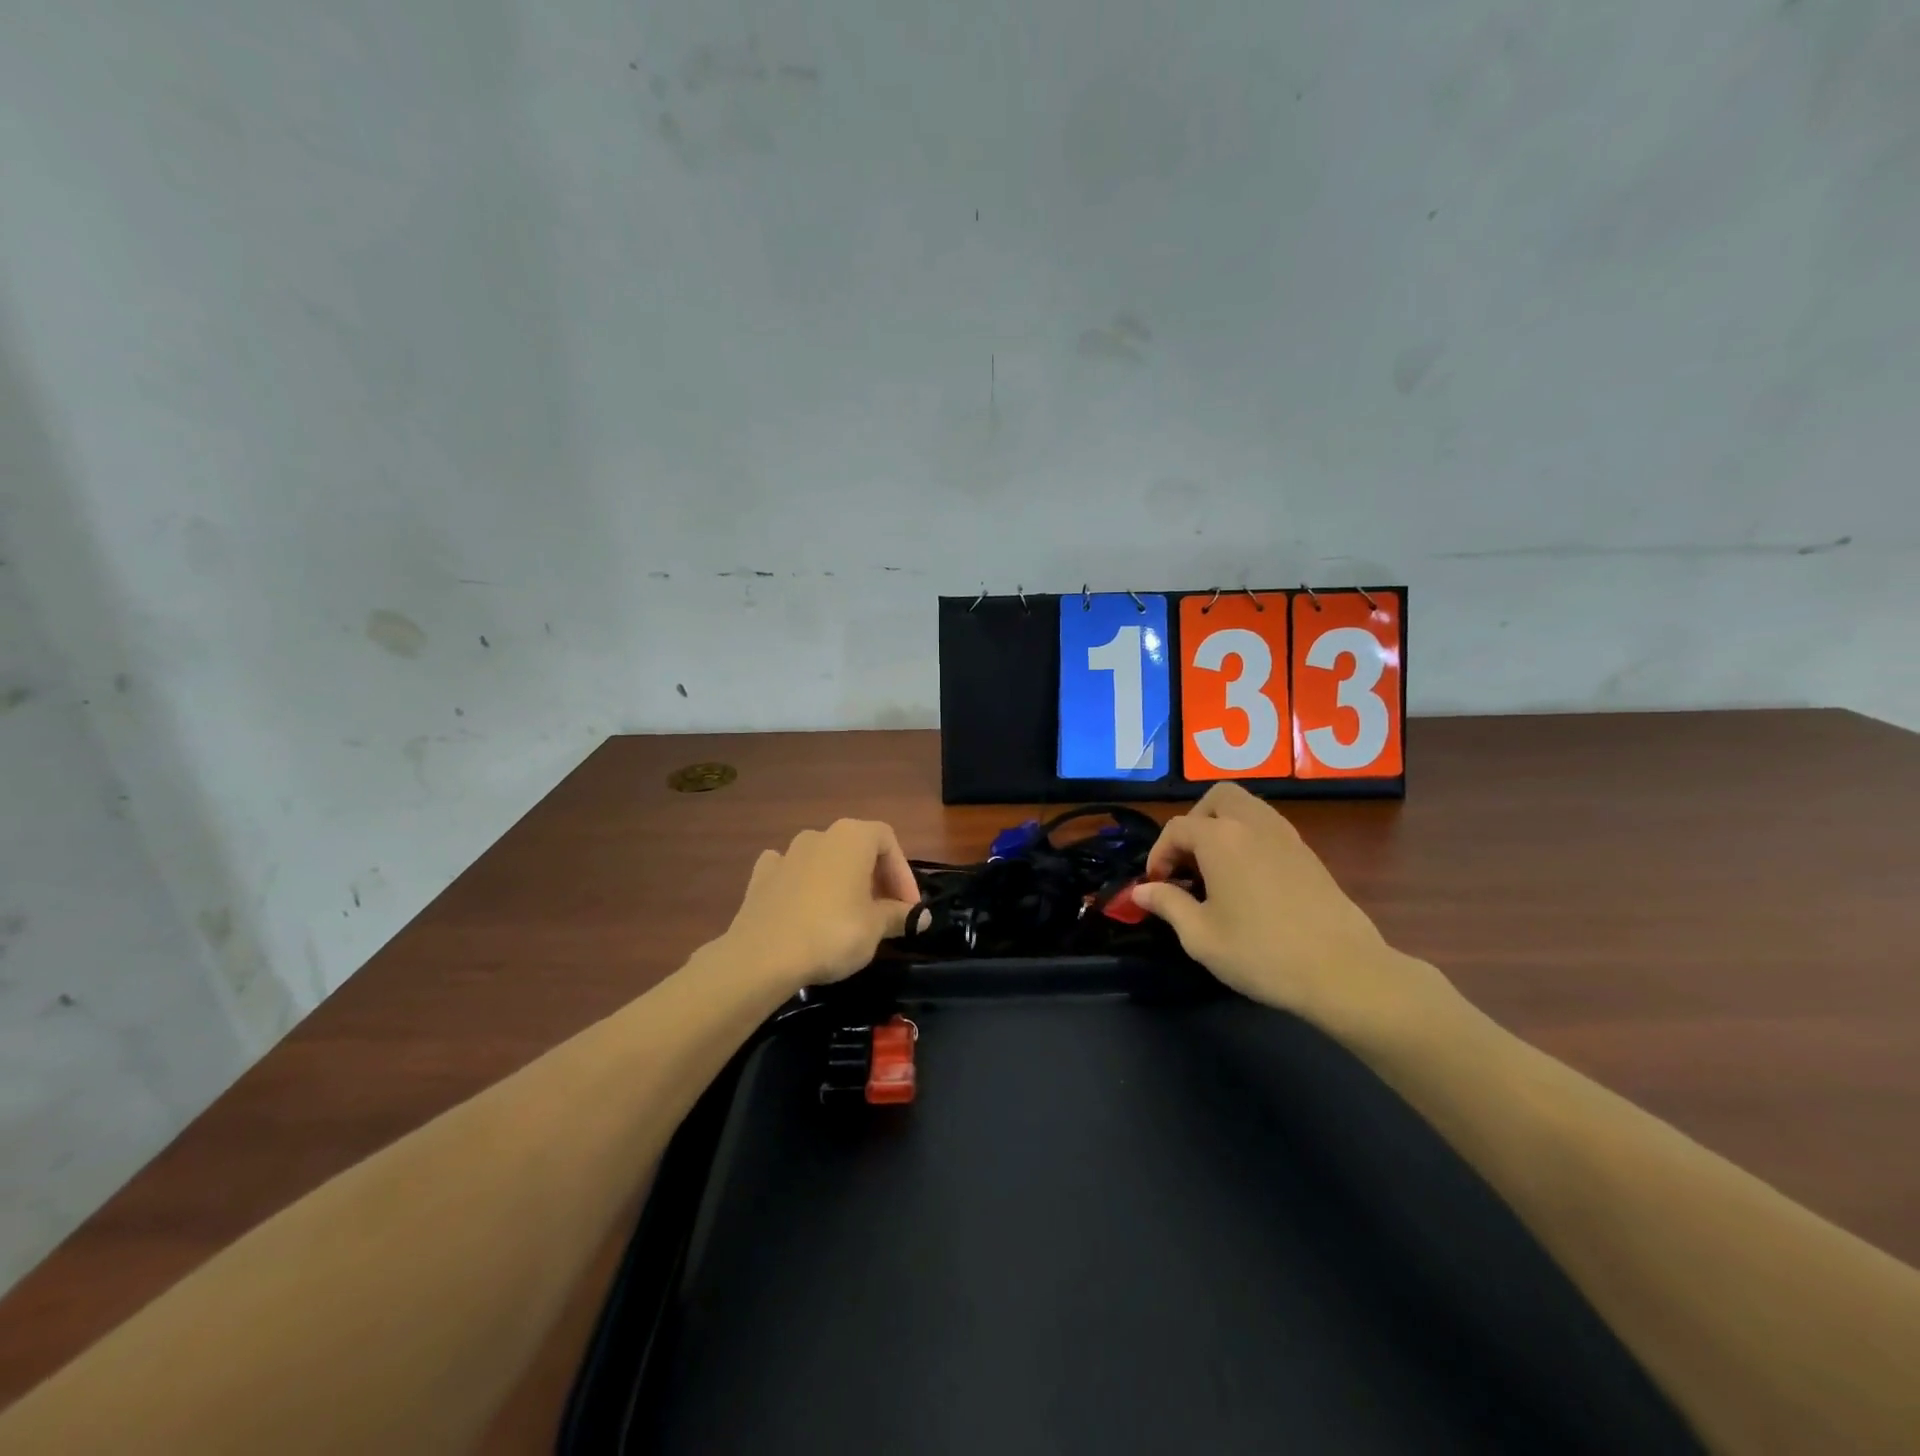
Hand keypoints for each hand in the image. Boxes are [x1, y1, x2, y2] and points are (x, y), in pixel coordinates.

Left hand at [721, 819, 920, 990]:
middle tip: (884, 913)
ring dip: (840, 880)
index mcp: (852, 837)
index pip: (888, 841)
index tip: (908, 907)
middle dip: (874, 878)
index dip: (903, 874)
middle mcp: (820, 835)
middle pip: (857, 848)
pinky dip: (803, 884)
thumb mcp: (875, 928)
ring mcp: (787, 853)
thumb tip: (922, 916)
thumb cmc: (832, 933)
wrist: (763, 956)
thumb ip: (900, 916)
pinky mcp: (761, 876)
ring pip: (824, 859)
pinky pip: (791, 872)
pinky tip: (805, 907)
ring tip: (847, 914)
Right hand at [1130, 784, 1460, 1043]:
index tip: (1157, 887)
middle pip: (1218, 798)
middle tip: (1188, 861)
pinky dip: (1249, 840)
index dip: (1159, 855)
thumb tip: (1141, 891)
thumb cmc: (1261, 953)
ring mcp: (1286, 836)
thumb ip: (1167, 905)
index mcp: (1221, 838)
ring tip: (1215, 870)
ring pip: (1247, 808)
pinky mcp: (1309, 854)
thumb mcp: (1200, 936)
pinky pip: (1268, 829)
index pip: (1177, 828)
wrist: (1344, 972)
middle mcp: (1253, 824)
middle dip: (1195, 821)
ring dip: (1223, 827)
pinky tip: (1247, 882)